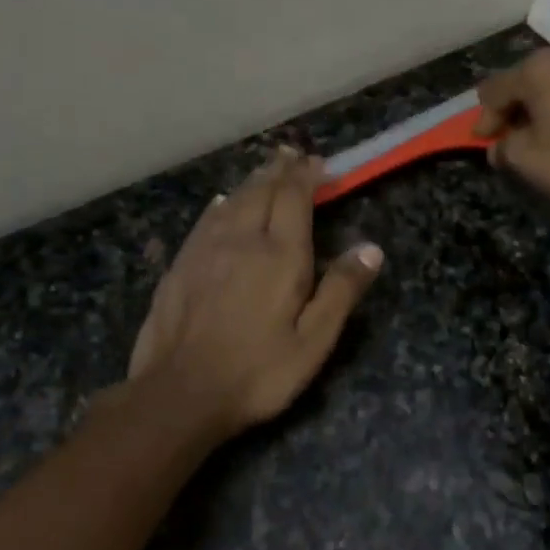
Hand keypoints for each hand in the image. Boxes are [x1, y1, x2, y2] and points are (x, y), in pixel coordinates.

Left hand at [127, 148, 383, 437]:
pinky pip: (204, 220)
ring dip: (251, 181)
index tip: (317, 162)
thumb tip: (371, 248)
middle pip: (260, 191)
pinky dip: (220, 204)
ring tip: (264, 171)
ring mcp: (204, 250)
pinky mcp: (179, 266)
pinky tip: (220, 203)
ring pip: (231, 201)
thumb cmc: (258, 373)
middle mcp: (241, 240)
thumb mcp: (314, 342)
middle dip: (279, 170)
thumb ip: (341, 291)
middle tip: (291, 155)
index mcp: (279, 255)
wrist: (180, 393)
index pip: (294, 197)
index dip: (306, 175)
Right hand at [473, 49, 549, 206]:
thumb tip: (500, 146)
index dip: (484, 119)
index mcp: (538, 70)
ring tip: (544, 141)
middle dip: (514, 112)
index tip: (483, 144)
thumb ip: (506, 149)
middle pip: (527, 83)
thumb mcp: (530, 162)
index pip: (494, 90)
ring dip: (545, 112)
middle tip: (511, 143)